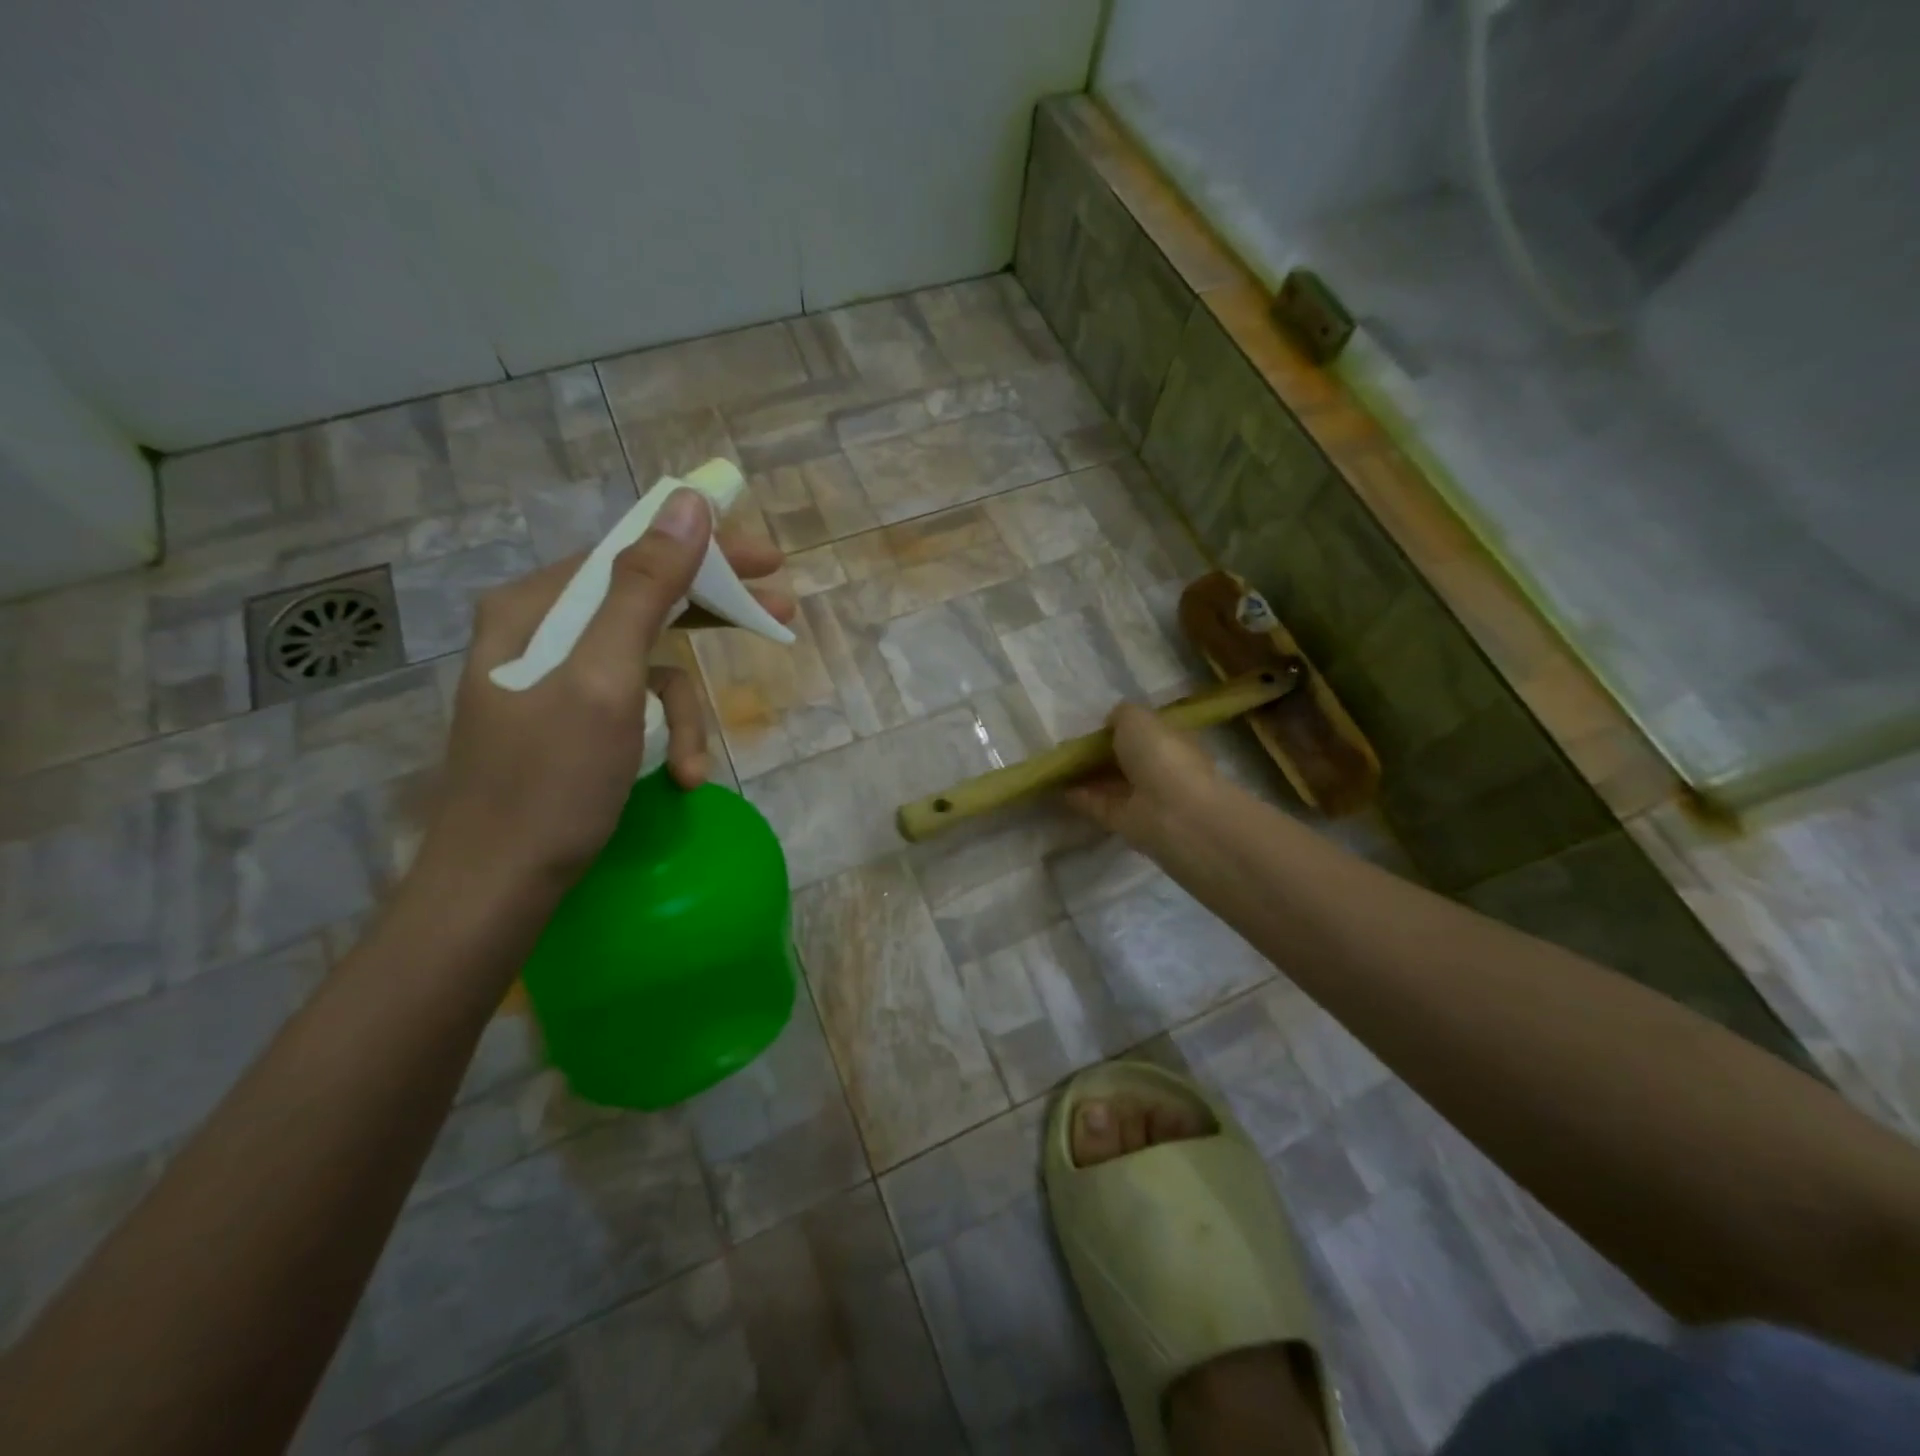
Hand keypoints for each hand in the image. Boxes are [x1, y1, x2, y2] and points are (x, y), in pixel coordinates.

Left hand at [418, 489, 794, 894]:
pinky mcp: (573, 722)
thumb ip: (645, 589)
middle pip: (644, 601)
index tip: (768, 560)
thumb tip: (688, 504)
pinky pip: (635, 708)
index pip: (632, 552)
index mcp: (537, 607)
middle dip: (711, 617)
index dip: (704, 549)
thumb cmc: (549, 783)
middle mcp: (542, 632)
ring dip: (684, 712)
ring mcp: (557, 680)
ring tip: (696, 765)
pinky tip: (679, 777)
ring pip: (648, 665)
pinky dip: (664, 738)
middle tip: (778, 615)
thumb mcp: (606, 679)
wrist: (497, 888)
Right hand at [1064, 702, 1220, 849]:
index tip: (1094, 726)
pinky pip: (1098, 805)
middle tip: (1069, 747)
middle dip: (1099, 754)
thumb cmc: (1161, 754)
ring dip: (1086, 776)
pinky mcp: (1125, 821)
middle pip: (1125, 760)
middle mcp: (1159, 769)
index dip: (1121, 728)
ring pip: (1110, 783)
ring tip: (1056, 767)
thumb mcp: (1137, 718)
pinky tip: (1057, 788)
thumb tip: (1111, 723)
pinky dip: (1079, 797)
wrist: (1173, 811)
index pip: (1145, 733)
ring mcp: (1143, 797)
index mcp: (1171, 741)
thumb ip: (1121, 715)